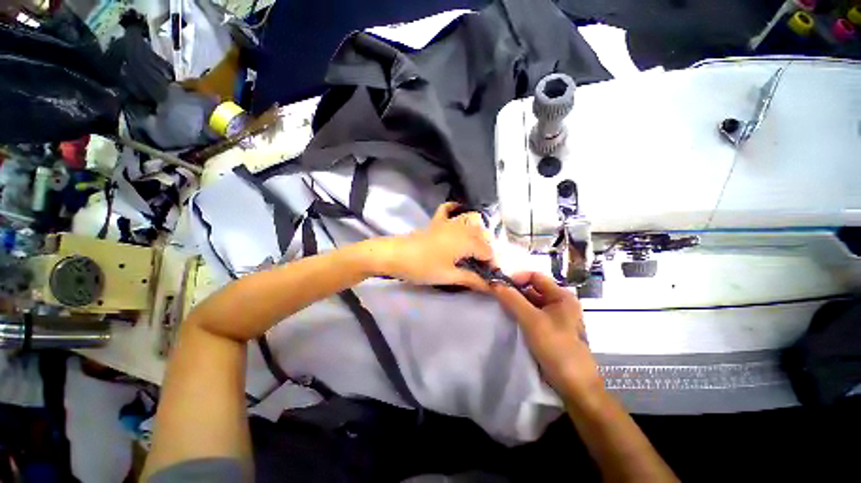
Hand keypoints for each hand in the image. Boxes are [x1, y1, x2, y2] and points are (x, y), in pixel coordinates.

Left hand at [374, 202, 494, 290]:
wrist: (396, 255)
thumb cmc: (423, 267)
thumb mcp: (449, 276)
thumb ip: (472, 279)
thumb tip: (490, 286)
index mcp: (467, 241)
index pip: (488, 251)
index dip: (491, 264)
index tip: (489, 275)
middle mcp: (462, 227)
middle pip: (483, 235)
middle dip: (487, 249)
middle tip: (481, 265)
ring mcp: (449, 222)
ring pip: (472, 220)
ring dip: (478, 232)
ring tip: (474, 247)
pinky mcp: (436, 221)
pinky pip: (448, 209)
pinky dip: (455, 210)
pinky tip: (458, 216)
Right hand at [492, 272, 602, 399]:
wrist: (574, 386)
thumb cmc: (557, 347)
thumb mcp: (532, 321)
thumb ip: (513, 300)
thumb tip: (494, 283)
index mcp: (561, 296)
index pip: (535, 276)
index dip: (517, 278)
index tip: (499, 285)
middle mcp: (558, 303)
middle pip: (532, 289)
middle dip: (513, 291)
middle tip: (495, 296)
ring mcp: (554, 317)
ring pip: (530, 303)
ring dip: (515, 303)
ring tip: (498, 306)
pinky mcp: (548, 330)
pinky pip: (530, 315)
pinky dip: (519, 314)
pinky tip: (508, 318)